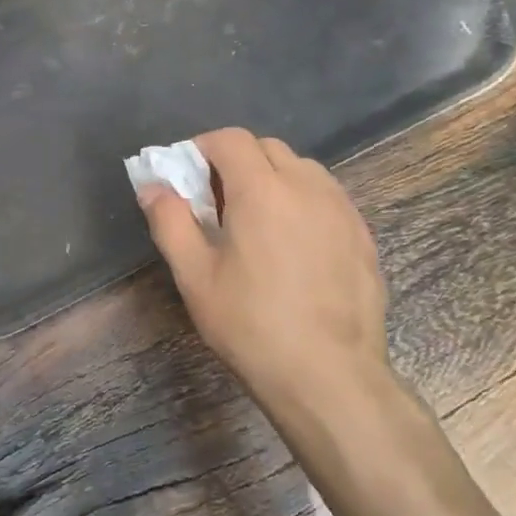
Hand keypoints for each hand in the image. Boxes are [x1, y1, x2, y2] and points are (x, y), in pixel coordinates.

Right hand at [137, 128, 390, 409]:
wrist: (329, 376)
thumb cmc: (251, 324)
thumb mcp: (194, 276)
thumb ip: (170, 221)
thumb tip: (153, 186)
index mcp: (261, 190)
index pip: (230, 139)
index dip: (203, 147)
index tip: (187, 175)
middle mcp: (306, 186)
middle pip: (267, 148)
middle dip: (236, 161)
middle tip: (216, 201)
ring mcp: (341, 209)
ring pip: (301, 169)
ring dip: (272, 177)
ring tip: (256, 221)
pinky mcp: (363, 235)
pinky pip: (327, 197)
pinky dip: (302, 200)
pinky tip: (293, 243)